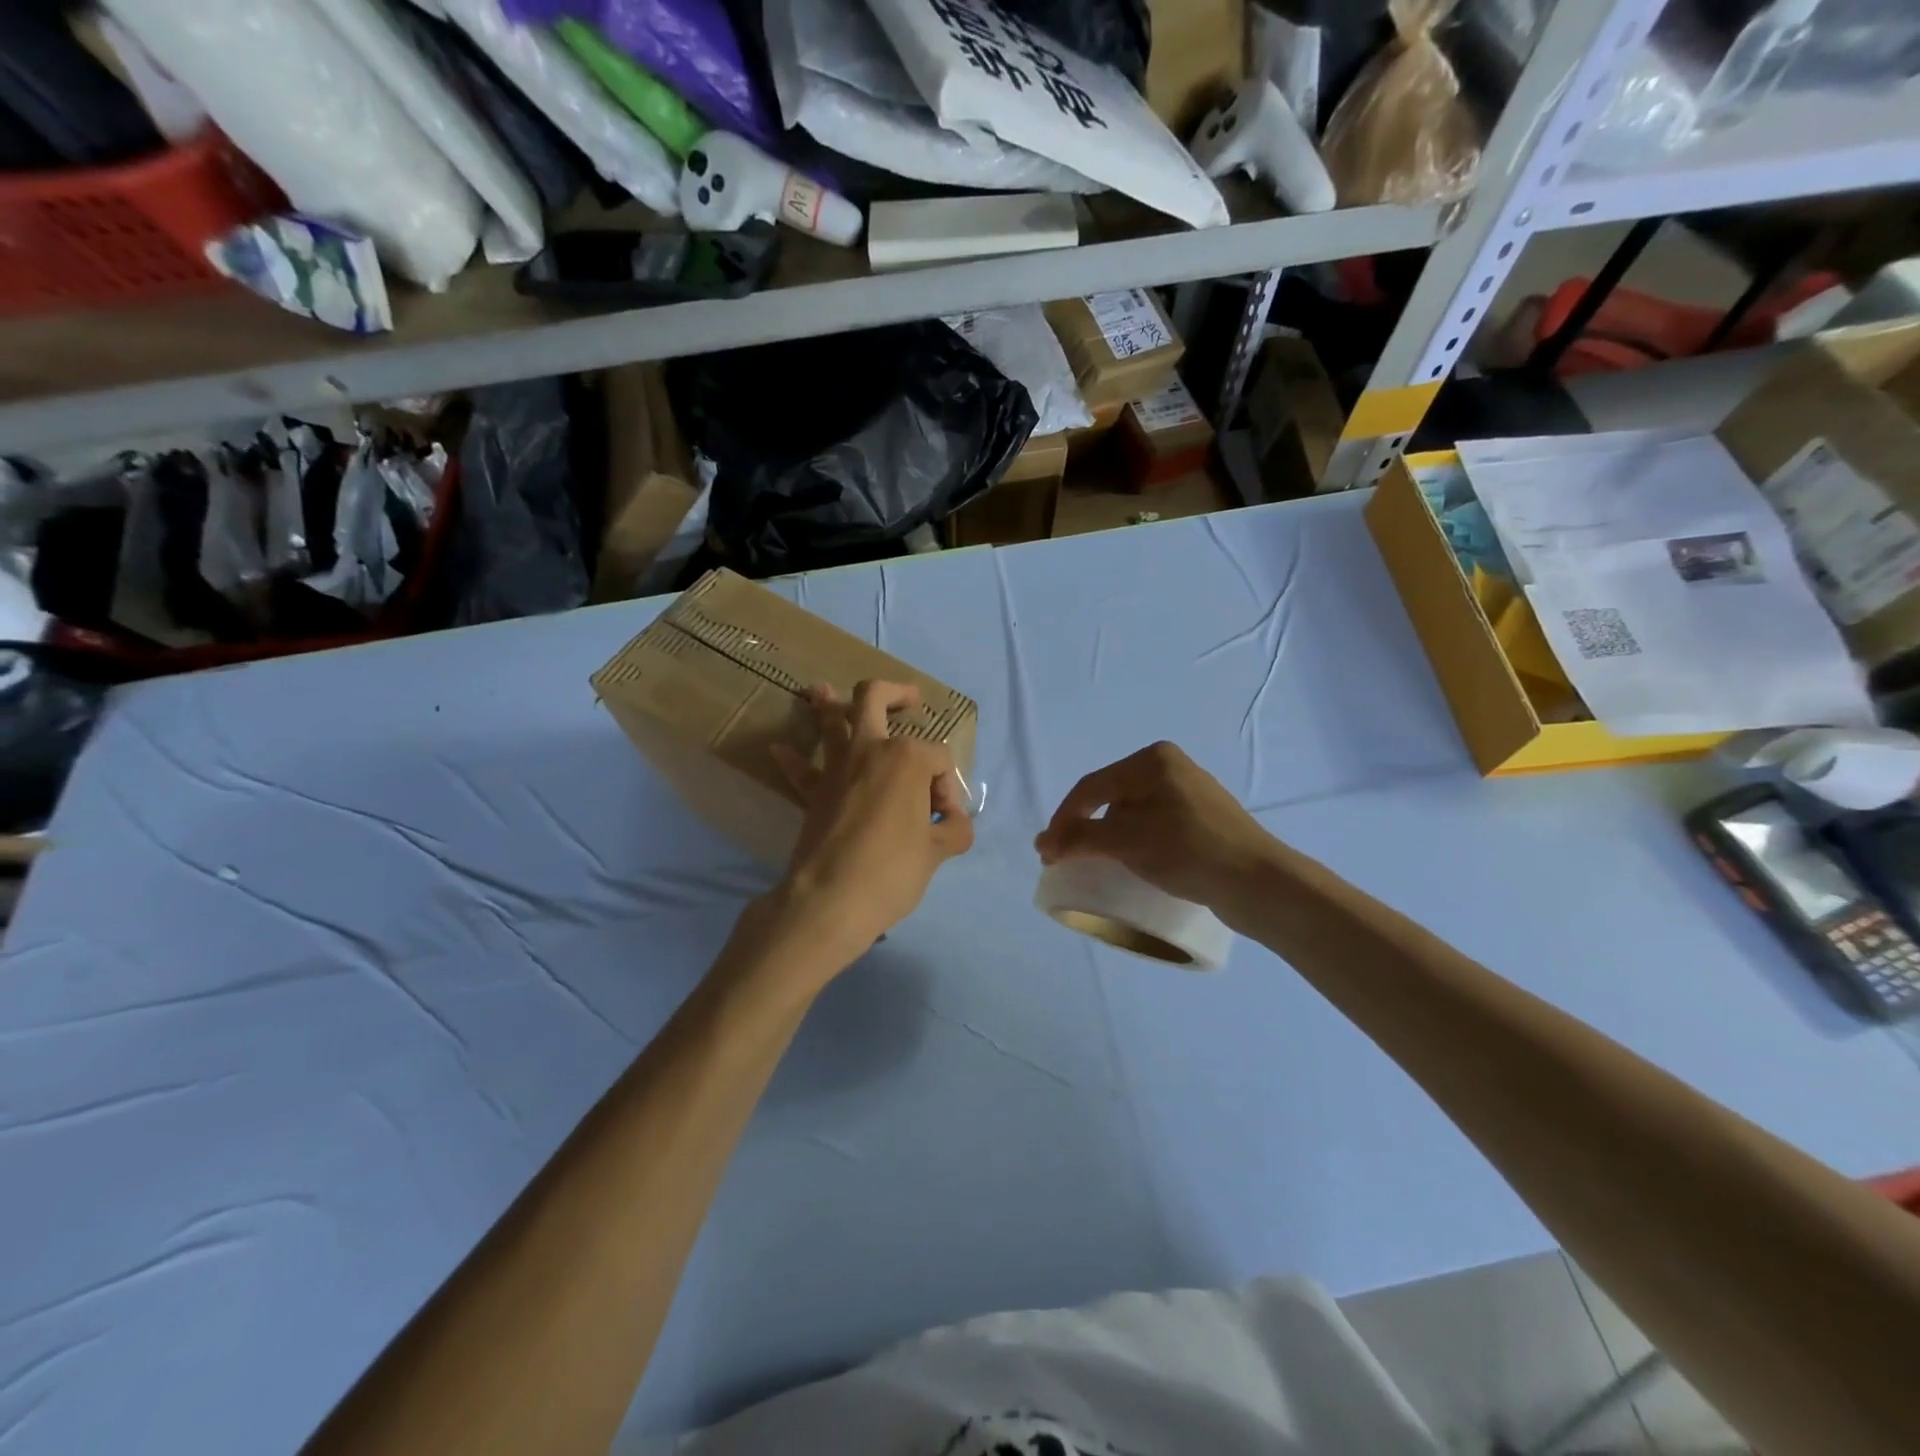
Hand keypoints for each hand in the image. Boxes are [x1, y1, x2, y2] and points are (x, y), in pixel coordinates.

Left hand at [763, 680, 973, 968]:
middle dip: (895, 692)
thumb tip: (955, 822)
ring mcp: (836, 767)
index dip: (948, 788)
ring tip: (821, 690)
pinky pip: (800, 769)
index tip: (945, 821)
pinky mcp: (813, 791)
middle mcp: (870, 749)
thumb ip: (955, 830)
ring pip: (829, 721)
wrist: (831, 899)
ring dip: (827, 704)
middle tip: (910, 697)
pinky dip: (792, 758)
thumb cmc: (893, 870)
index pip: (939, 759)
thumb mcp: (938, 852)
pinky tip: (778, 749)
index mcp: (908, 758)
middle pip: (875, 699)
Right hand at [1035, 742, 1278, 913]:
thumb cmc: (1188, 851)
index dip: (1063, 820)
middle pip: (1110, 796)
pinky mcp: (1202, 819)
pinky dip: (1134, 842)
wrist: (1259, 883)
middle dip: (1084, 828)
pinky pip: (1153, 825)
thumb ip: (1080, 837)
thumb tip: (1042, 844)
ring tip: (1096, 863)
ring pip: (1131, 812)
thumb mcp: (1126, 841)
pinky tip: (1132, 861)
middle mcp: (1170, 767)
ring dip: (1108, 837)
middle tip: (1066, 858)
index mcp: (1152, 760)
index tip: (1047, 856)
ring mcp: (1189, 793)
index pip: (1091, 787)